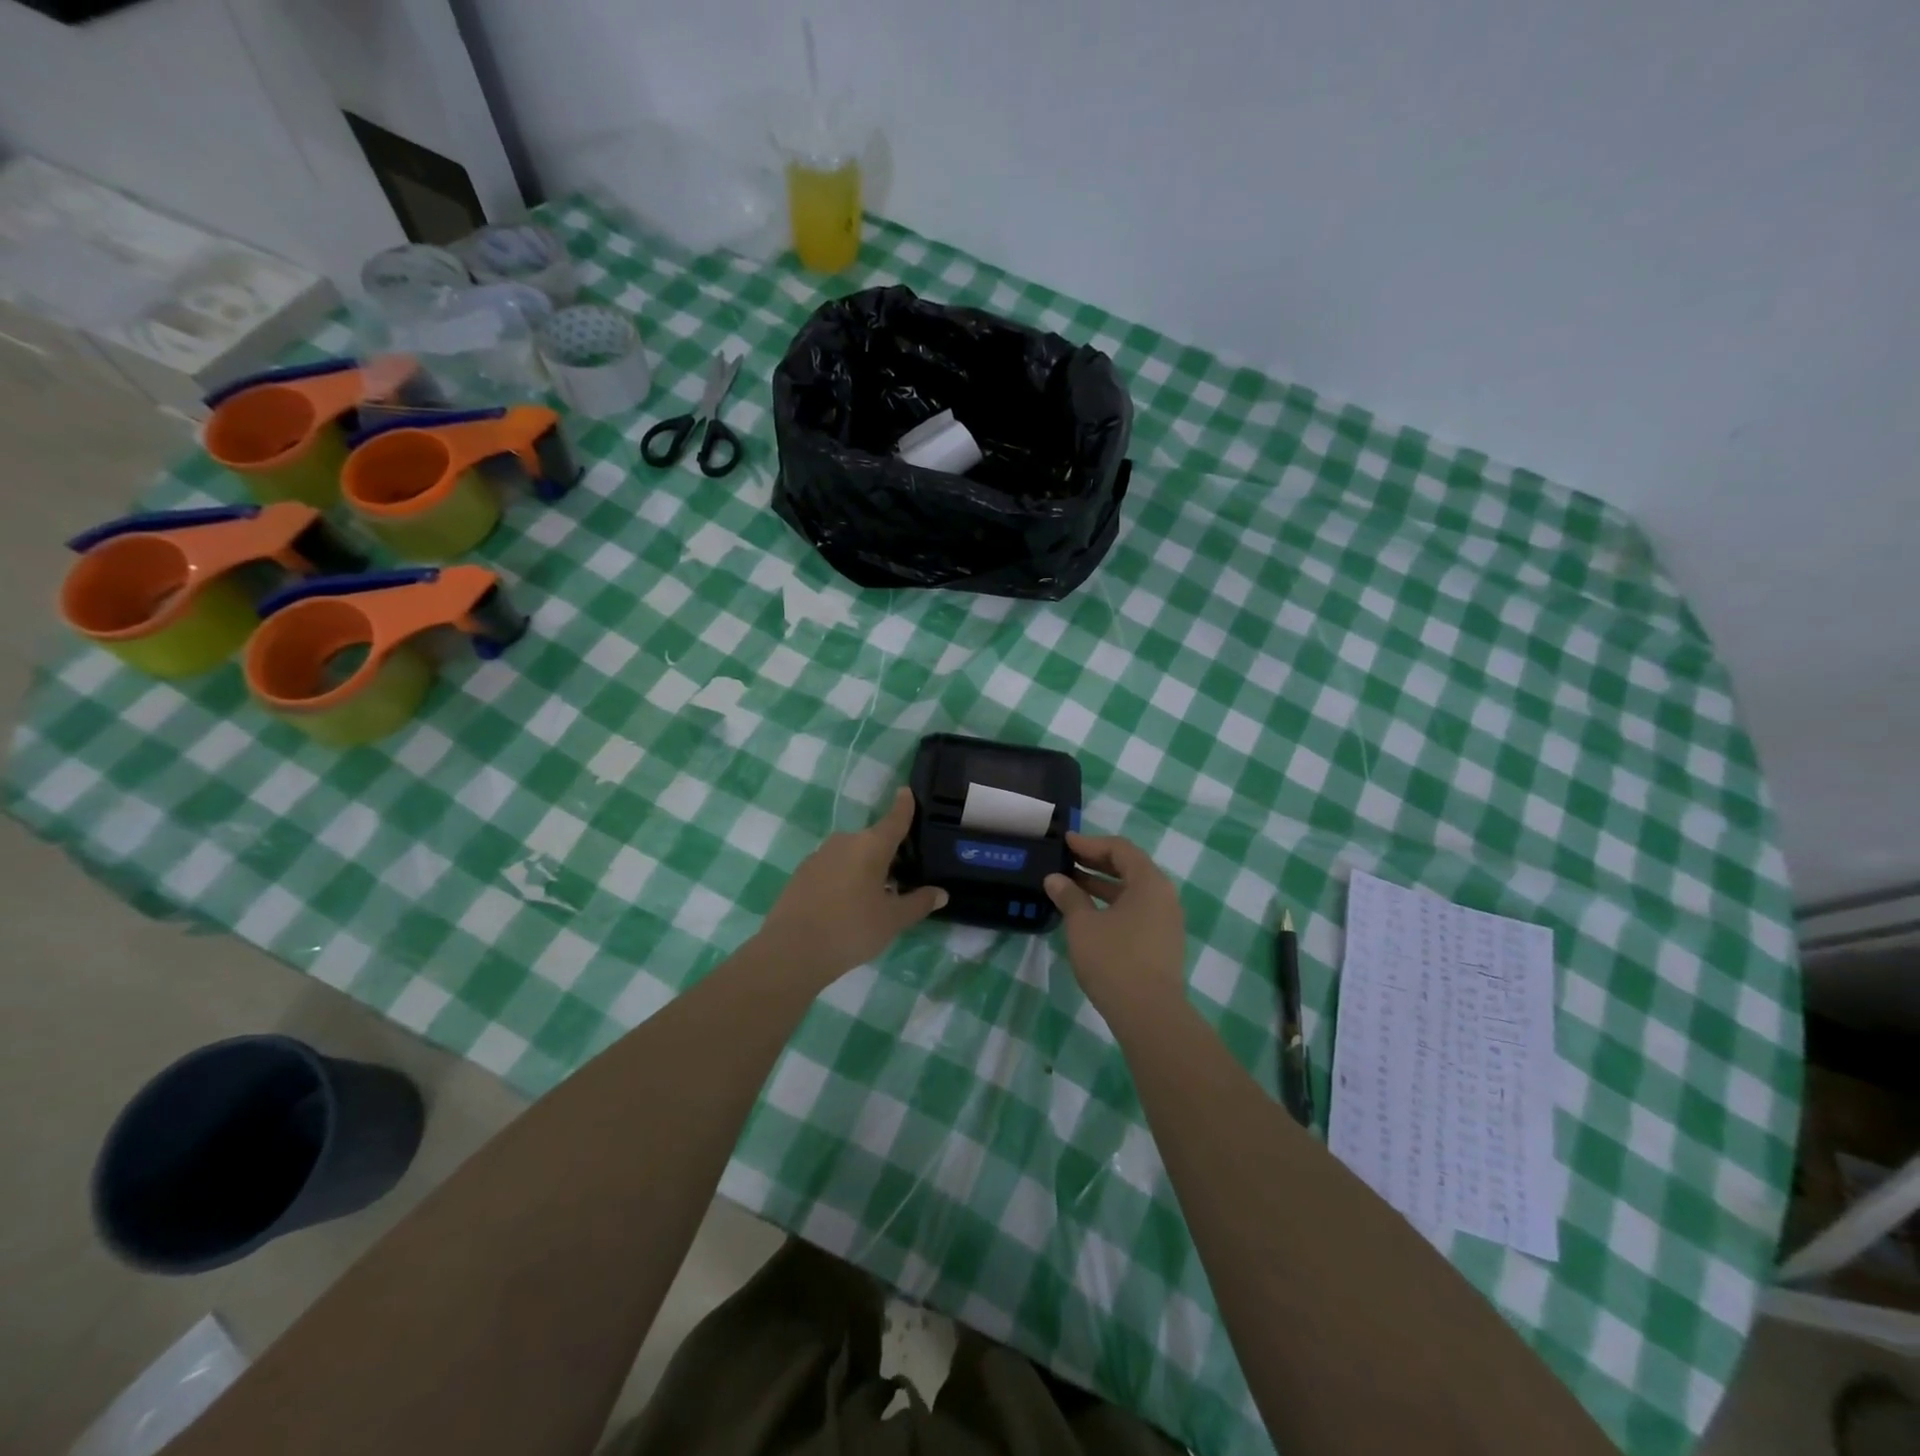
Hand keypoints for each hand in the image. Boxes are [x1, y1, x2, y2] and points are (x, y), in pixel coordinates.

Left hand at [756, 788, 947, 986]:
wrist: (792, 951)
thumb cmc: (851, 929)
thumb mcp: (893, 920)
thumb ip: (918, 903)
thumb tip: (941, 893)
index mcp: (871, 846)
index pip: (894, 820)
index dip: (904, 806)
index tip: (907, 791)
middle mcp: (845, 842)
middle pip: (873, 840)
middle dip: (888, 853)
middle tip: (903, 877)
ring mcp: (819, 856)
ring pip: (852, 855)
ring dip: (865, 867)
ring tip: (876, 896)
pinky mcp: (802, 873)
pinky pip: (833, 867)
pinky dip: (845, 877)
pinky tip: (847, 904)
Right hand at [1044, 832, 1186, 1026]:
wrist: (1149, 1015)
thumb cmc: (1114, 960)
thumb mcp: (1083, 924)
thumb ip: (1069, 896)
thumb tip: (1055, 879)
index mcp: (1149, 882)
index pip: (1120, 849)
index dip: (1090, 843)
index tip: (1066, 843)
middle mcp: (1164, 896)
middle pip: (1129, 868)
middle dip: (1096, 863)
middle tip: (1066, 862)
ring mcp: (1166, 921)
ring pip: (1132, 892)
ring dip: (1102, 885)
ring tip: (1071, 886)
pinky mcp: (1162, 942)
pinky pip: (1136, 911)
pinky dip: (1112, 905)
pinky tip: (1088, 914)